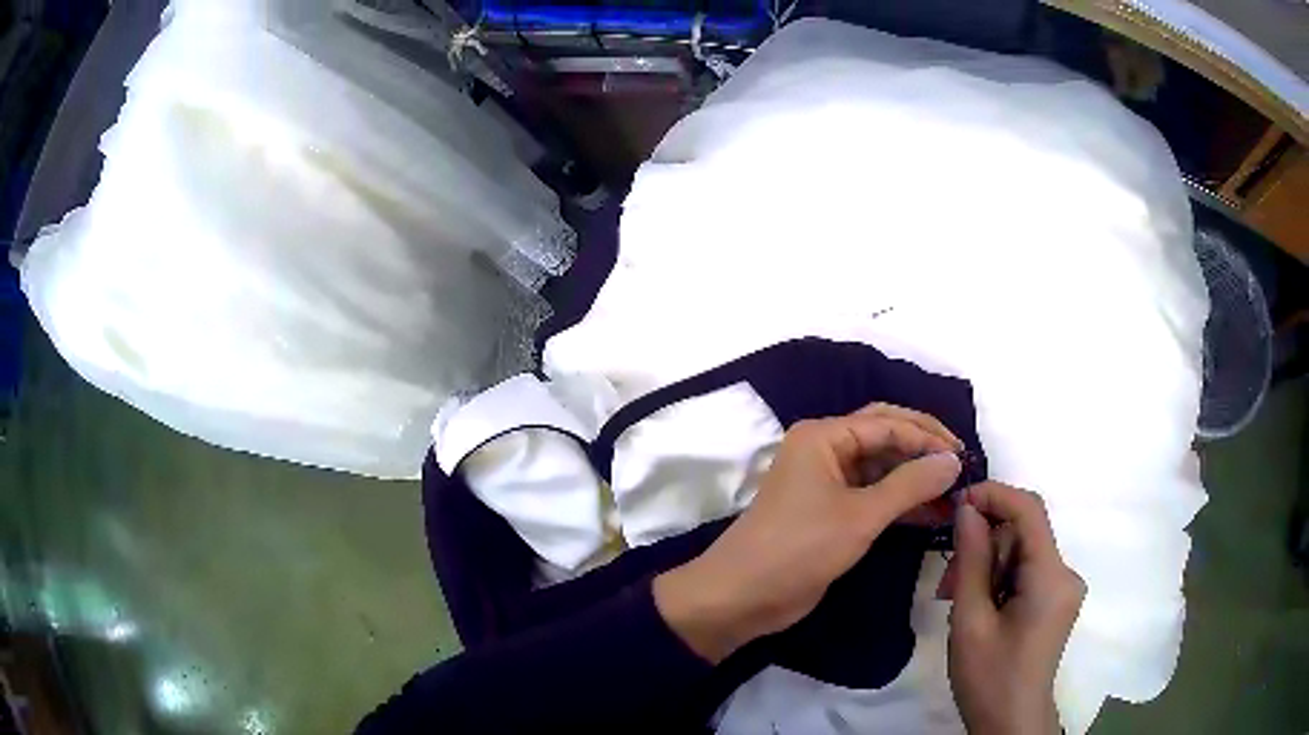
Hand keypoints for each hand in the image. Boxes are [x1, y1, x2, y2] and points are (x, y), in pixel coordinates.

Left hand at [653, 404, 964, 662]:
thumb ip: (911, 485)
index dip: (928, 437)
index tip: (965, 456)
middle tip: (961, 467)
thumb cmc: (799, 548)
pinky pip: (873, 496)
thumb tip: (953, 460)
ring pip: (881, 469)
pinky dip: (900, 503)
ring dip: (915, 479)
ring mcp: (826, 483)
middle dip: (923, 450)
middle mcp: (824, 450)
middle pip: (884, 438)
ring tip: (954, 493)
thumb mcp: (860, 515)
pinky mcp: (829, 512)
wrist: (742, 596)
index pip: (888, 423)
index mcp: (823, 436)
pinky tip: (932, 514)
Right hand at [942, 481, 1085, 734]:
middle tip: (946, 581)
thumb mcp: (970, 621)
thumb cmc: (988, 678)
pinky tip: (978, 607)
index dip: (994, 495)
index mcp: (1051, 577)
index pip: (1029, 509)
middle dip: (984, 546)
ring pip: (1022, 553)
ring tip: (956, 600)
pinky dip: (999, 580)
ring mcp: (1063, 588)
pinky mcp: (1056, 601)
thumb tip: (967, 509)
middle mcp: (1066, 574)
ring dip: (988, 567)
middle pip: (1024, 533)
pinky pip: (1027, 571)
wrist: (1010, 723)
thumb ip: (971, 560)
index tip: (956, 504)